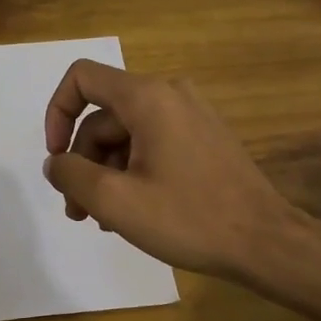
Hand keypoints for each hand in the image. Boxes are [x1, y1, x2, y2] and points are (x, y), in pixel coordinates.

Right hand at [42, 60, 304, 283]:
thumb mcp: (115, 201)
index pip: (82, 78)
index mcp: (148, 98)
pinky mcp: (203, 139)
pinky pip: (151, 145)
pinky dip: (132, 173)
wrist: (266, 242)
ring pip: (126, 136)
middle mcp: (170, 95)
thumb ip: (71, 175)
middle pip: (103, 117)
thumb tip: (55, 163)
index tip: (57, 158)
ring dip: (105, 174)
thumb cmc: (188, 218)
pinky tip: (131, 212)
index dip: (57, 113)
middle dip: (82, 162)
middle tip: (78, 211)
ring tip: (103, 220)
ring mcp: (191, 116)